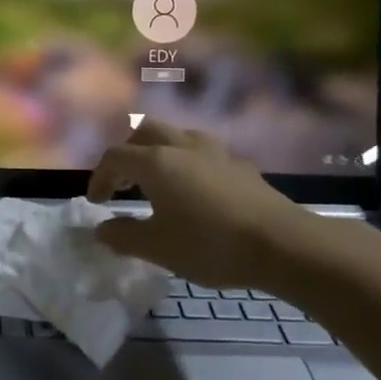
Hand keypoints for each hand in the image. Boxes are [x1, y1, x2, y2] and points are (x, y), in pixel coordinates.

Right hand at [85, 119, 317, 292]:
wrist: (283, 245)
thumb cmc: (209, 244)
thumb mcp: (157, 248)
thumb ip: (123, 236)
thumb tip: (102, 229)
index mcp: (156, 162)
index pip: (115, 157)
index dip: (99, 177)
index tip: (97, 203)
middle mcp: (183, 147)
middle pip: (146, 131)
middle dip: (129, 152)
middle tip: (126, 182)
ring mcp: (216, 153)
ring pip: (179, 136)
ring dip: (162, 152)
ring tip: (160, 181)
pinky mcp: (241, 166)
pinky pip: (206, 154)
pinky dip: (190, 164)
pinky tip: (198, 192)